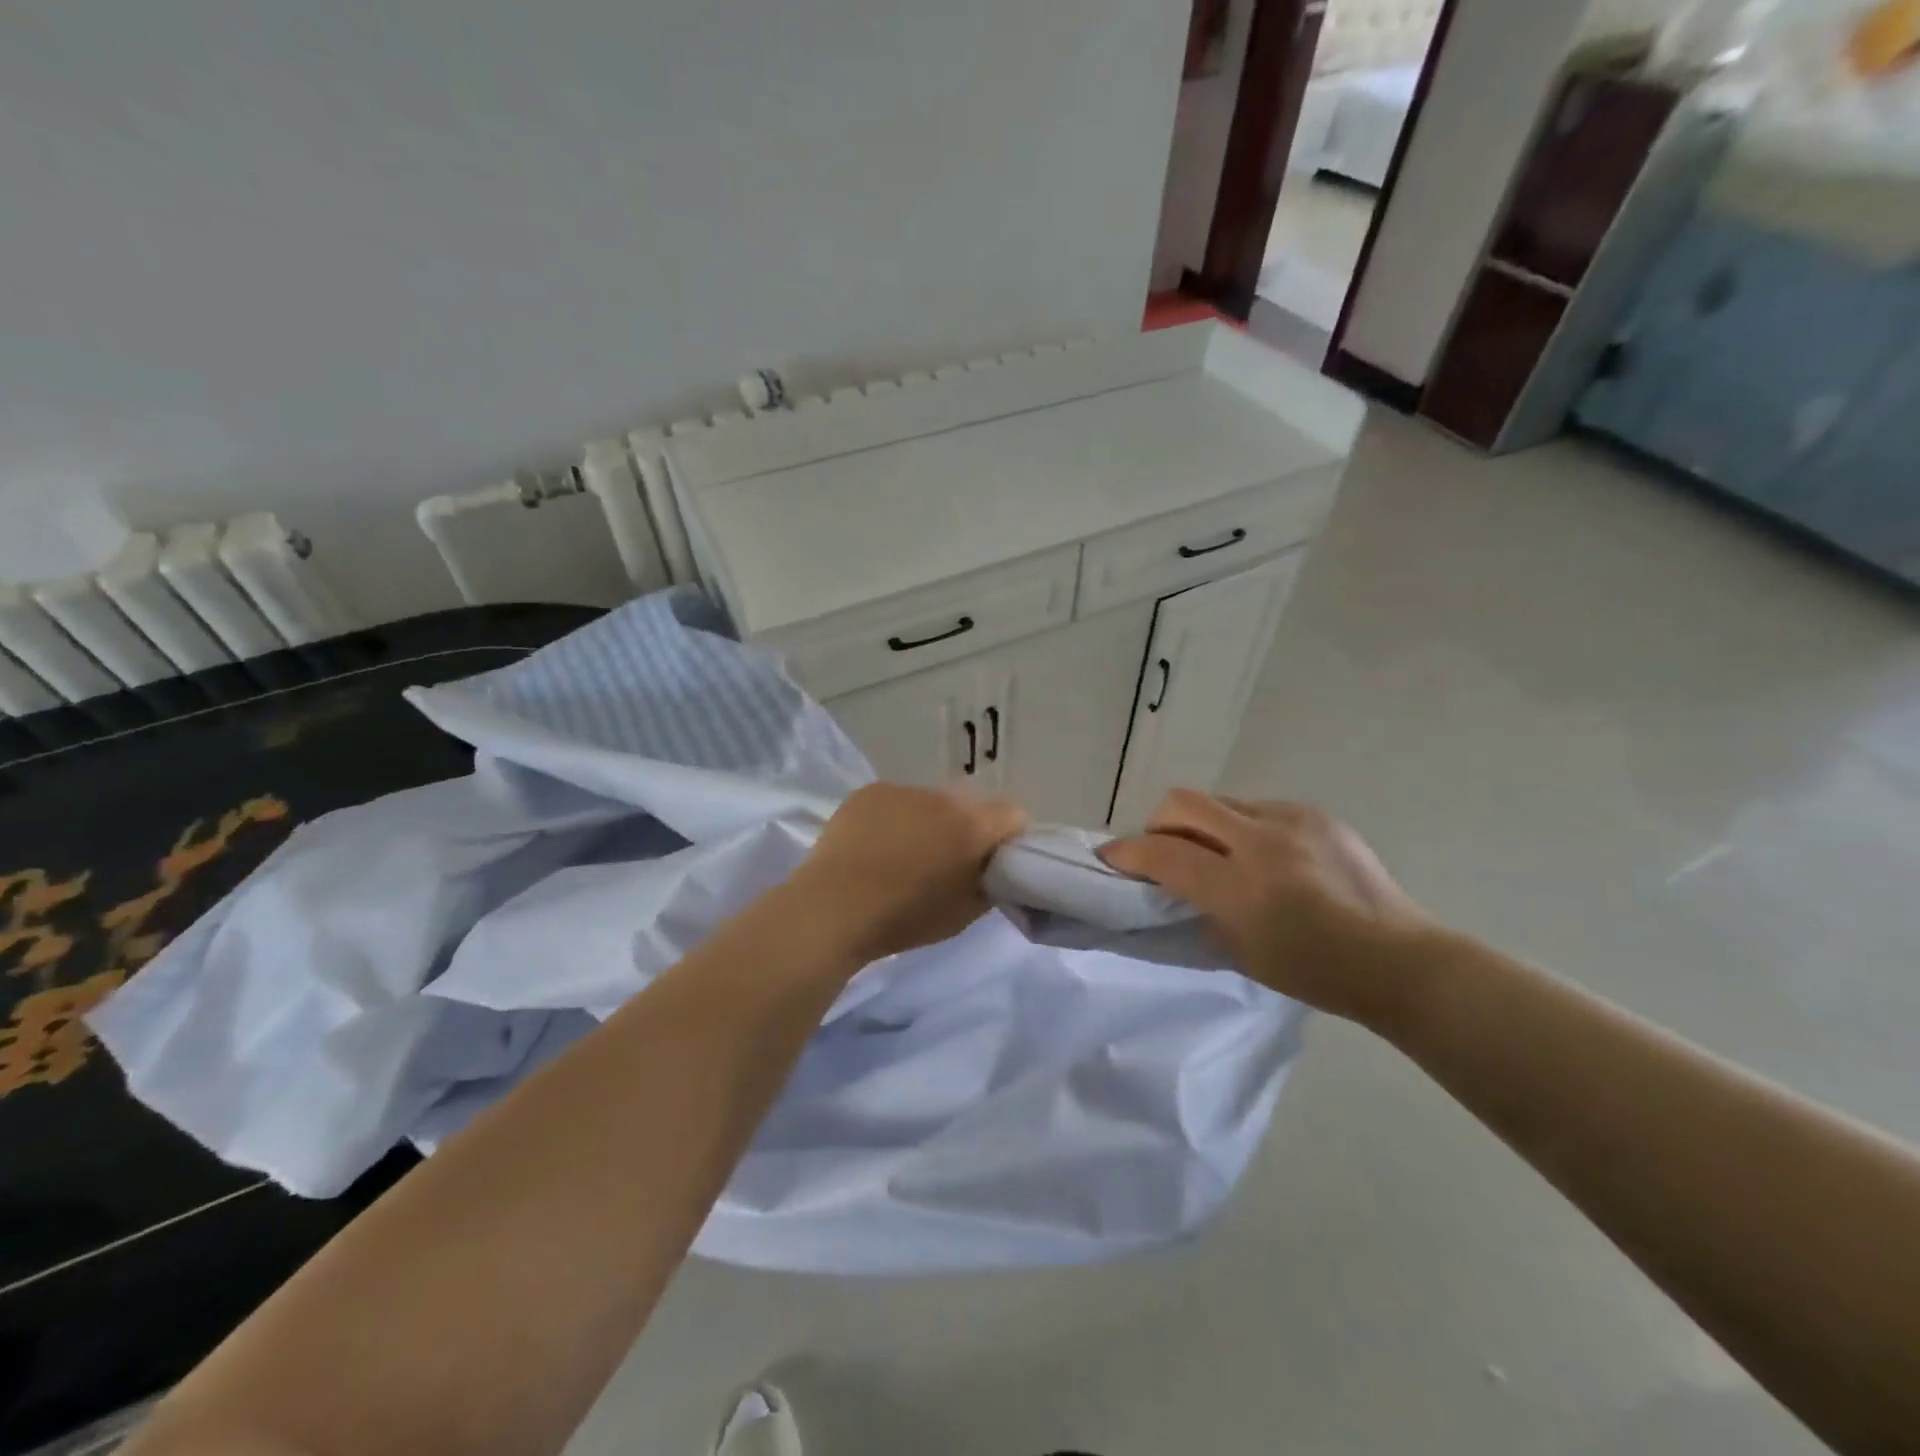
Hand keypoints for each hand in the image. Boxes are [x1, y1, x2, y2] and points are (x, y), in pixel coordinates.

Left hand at [790, 784, 1026, 962]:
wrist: (833, 908)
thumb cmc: (905, 918)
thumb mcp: (965, 913)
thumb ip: (991, 883)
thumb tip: (995, 867)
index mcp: (972, 826)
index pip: (1013, 814)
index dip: (1008, 837)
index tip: (993, 861)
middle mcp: (943, 797)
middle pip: (971, 805)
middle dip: (968, 827)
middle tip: (948, 860)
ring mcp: (903, 790)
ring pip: (932, 801)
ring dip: (930, 820)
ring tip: (904, 854)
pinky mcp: (871, 791)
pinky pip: (897, 800)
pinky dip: (896, 817)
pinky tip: (876, 845)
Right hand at [1100, 790, 1432, 1027]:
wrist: (1397, 959)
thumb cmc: (1314, 971)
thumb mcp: (1240, 951)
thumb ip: (1198, 908)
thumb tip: (1171, 882)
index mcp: (1241, 887)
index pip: (1164, 854)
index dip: (1127, 853)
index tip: (1111, 856)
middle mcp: (1261, 842)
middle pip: (1183, 803)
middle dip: (1159, 823)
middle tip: (1164, 850)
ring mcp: (1292, 820)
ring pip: (1220, 802)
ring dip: (1204, 826)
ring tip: (1221, 857)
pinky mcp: (1315, 813)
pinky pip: (1258, 809)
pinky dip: (1244, 828)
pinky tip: (1266, 858)